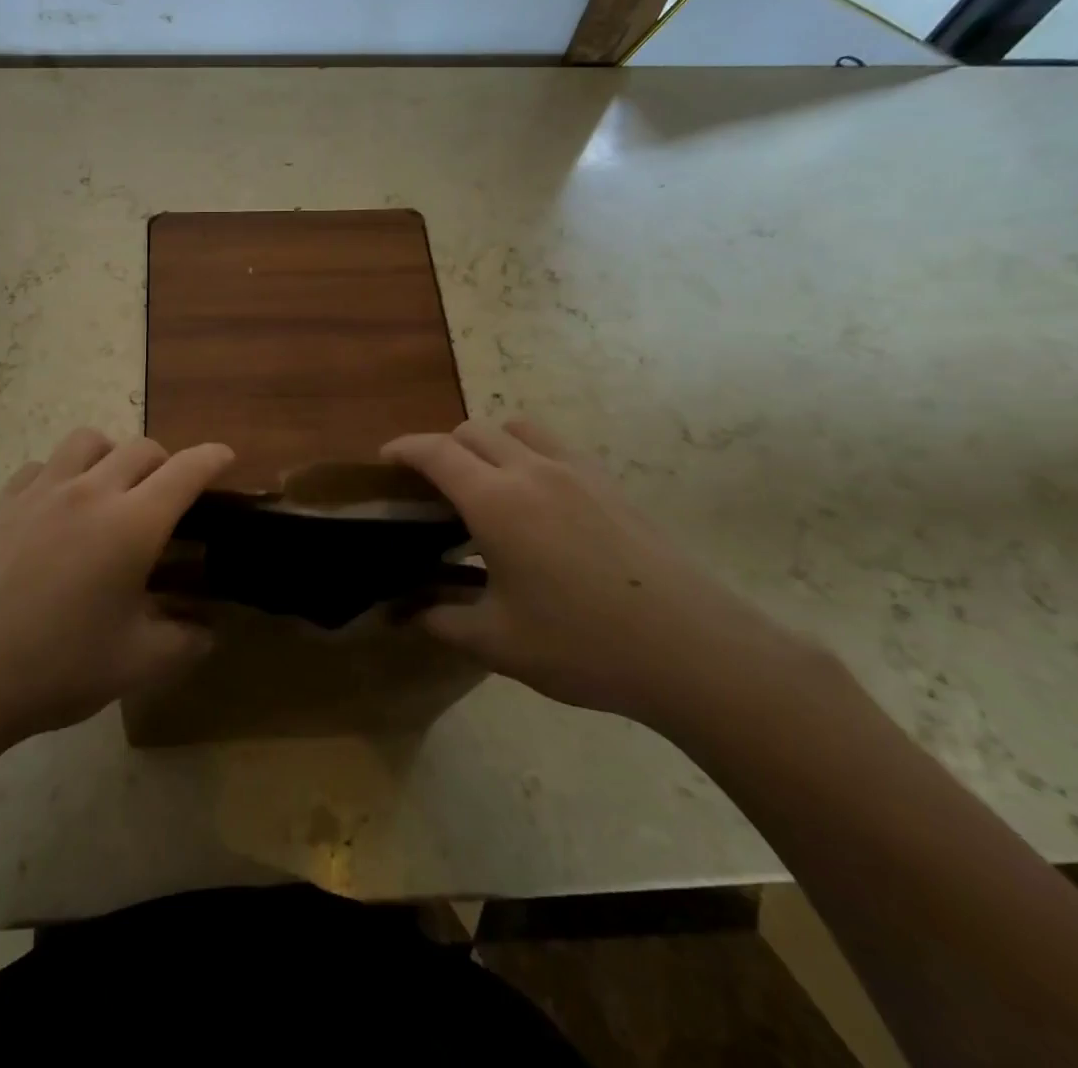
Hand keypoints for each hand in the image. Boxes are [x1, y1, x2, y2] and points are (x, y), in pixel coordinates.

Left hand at [0, 429, 232, 750]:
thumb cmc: (57, 668)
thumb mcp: (138, 663)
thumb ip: (187, 641)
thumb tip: (209, 629)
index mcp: (133, 524)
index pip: (186, 470)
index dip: (212, 458)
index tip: (225, 457)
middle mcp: (91, 492)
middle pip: (142, 448)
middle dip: (167, 463)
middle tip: (168, 496)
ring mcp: (41, 491)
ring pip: (89, 440)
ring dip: (113, 454)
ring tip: (112, 489)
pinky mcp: (3, 502)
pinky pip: (43, 465)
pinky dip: (63, 472)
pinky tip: (57, 508)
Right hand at [384, 418, 801, 727]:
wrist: (692, 650)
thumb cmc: (583, 644)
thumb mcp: (497, 642)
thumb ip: (441, 620)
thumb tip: (405, 613)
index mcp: (496, 501)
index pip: (436, 452)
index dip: (403, 449)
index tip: (384, 461)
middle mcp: (532, 471)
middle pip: (473, 430)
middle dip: (442, 447)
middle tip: (432, 488)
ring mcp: (577, 472)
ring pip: (517, 428)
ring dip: (488, 442)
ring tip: (484, 484)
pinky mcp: (610, 484)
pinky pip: (554, 447)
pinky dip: (527, 454)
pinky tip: (537, 504)